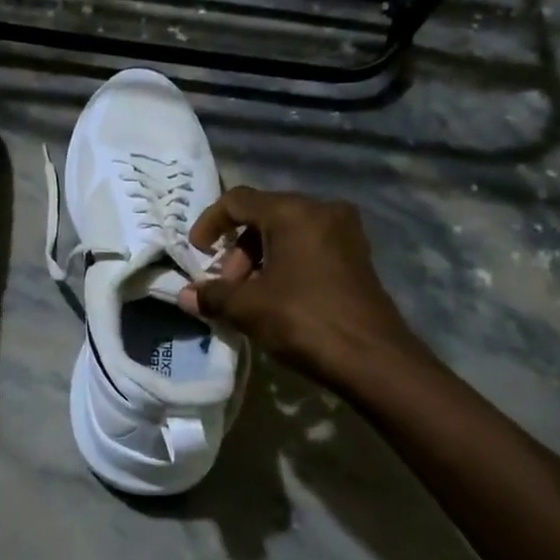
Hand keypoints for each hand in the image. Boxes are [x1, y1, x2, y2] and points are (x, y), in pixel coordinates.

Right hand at [178, 187, 431, 391]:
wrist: (374, 359)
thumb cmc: (305, 321)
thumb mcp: (249, 308)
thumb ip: (213, 295)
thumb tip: (185, 296)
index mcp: (293, 212)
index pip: (238, 200)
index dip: (210, 223)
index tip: (196, 251)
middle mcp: (322, 211)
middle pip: (263, 216)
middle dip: (237, 250)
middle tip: (228, 286)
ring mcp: (345, 233)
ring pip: (287, 233)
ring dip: (260, 259)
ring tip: (249, 297)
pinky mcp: (356, 257)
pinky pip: (309, 247)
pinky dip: (285, 264)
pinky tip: (276, 298)